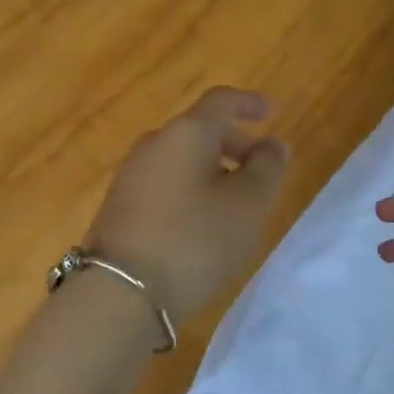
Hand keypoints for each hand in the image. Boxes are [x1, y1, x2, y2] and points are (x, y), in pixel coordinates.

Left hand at [86, 87, 289, 326]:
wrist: (121, 292)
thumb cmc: (194, 240)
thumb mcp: (246, 205)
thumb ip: (266, 168)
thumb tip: (272, 145)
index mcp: (185, 133)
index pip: (220, 101)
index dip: (248, 102)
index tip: (271, 111)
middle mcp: (154, 144)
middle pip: (198, 130)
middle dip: (233, 143)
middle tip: (261, 167)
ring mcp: (131, 175)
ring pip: (181, 159)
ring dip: (212, 169)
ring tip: (236, 202)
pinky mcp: (120, 206)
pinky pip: (164, 183)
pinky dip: (190, 189)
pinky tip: (202, 222)